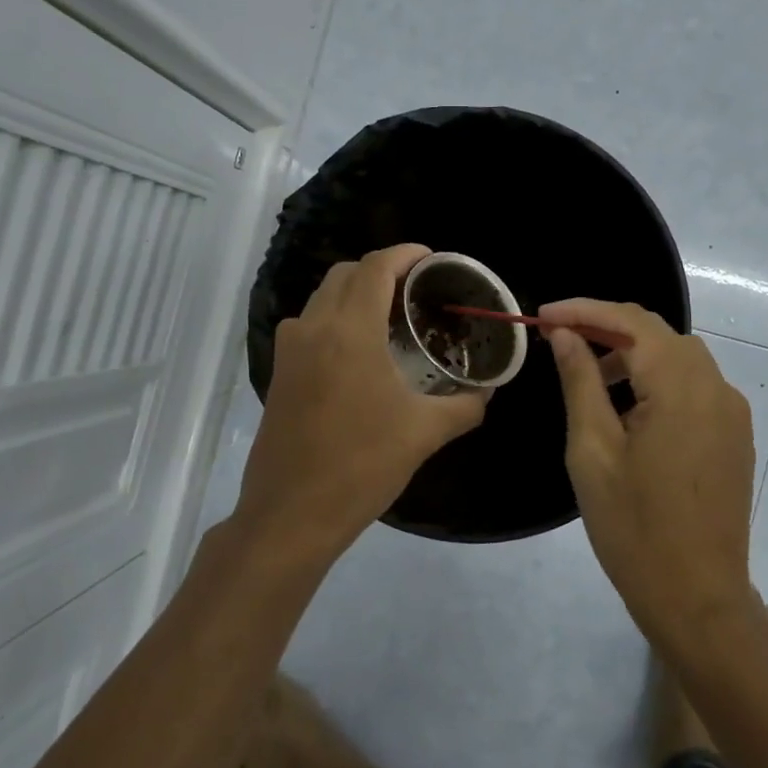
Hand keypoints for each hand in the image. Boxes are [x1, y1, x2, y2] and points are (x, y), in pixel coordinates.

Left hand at [237, 244, 487, 553]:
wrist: (291, 514)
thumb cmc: (361, 466)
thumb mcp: (424, 433)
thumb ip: (465, 405)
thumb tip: (488, 392)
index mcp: (350, 331)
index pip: (376, 267)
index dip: (405, 254)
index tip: (432, 259)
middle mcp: (313, 327)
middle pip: (347, 274)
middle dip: (382, 270)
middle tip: (417, 290)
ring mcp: (290, 350)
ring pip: (323, 297)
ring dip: (356, 294)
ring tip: (391, 317)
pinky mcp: (279, 372)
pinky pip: (310, 324)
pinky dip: (336, 318)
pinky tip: (361, 351)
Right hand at [540, 298, 759, 644]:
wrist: (697, 598)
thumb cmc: (634, 528)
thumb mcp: (593, 451)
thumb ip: (581, 382)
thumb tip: (566, 334)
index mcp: (681, 388)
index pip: (632, 321)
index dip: (584, 310)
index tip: (542, 316)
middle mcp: (716, 388)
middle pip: (659, 333)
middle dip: (607, 327)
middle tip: (560, 340)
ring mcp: (731, 412)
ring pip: (678, 357)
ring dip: (633, 352)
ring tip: (589, 375)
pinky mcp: (734, 435)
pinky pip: (694, 385)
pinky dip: (658, 379)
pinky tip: (628, 407)